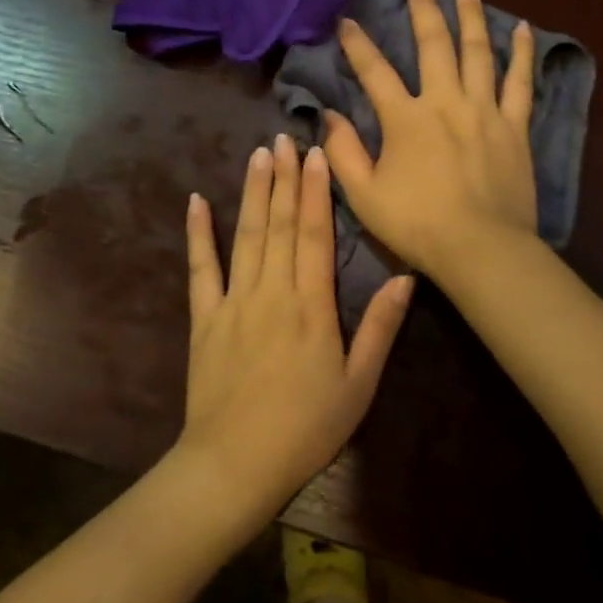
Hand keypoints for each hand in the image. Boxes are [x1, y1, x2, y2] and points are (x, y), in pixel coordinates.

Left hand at [177, 133, 413, 518]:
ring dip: (253, 191)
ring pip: (246, 234)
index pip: (315, 234)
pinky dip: (198, 233)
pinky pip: (201, 268)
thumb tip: (406, 278)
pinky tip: (197, 201)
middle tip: (287, 137)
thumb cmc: (306, 428)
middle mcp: (272, 291)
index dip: (317, 191)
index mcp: (311, 305)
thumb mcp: (359, 385)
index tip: (318, 154)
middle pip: (280, 223)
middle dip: (285, 177)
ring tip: (258, 154)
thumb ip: (380, 328)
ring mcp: (234, 301)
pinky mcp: (204, 318)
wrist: (234, 466)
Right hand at [323, 0, 539, 284]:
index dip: (358, 44)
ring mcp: (485, 110)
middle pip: (433, 46)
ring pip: (479, 52)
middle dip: (422, 11)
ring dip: (471, 17)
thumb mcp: (364, 196)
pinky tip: (524, 29)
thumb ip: (343, 153)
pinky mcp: (515, 126)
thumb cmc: (418, 226)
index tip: (348, 21)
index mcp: (406, 119)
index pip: (375, 72)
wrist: (481, 249)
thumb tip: (329, 115)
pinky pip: (520, 82)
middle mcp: (446, 102)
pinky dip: (522, 54)